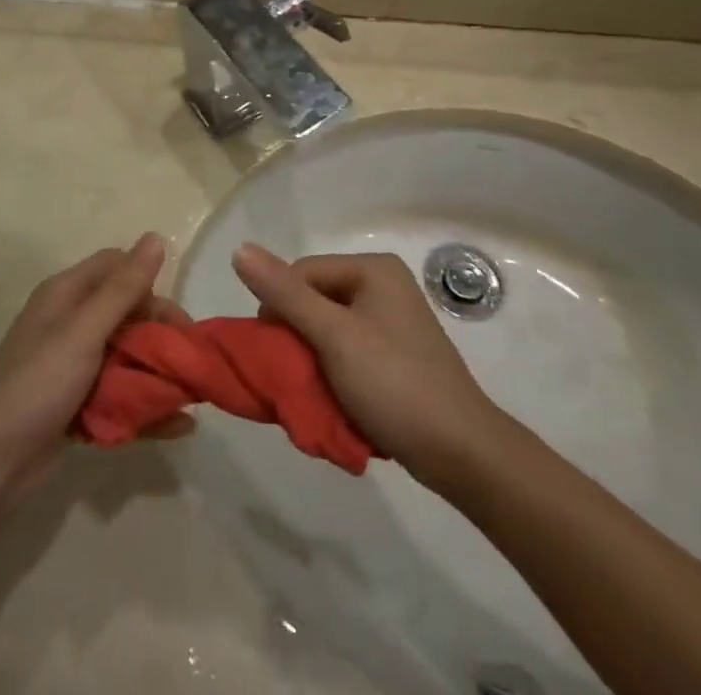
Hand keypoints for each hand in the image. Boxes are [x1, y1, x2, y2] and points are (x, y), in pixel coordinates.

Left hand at [0, 234, 192, 502]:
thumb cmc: (36, 385)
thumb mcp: (83, 331)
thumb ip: (123, 289)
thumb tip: (156, 237)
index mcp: (67, 295)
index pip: (117, 267)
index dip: (148, 284)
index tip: (174, 318)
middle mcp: (70, 323)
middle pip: (127, 313)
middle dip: (160, 334)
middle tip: (188, 362)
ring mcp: (73, 366)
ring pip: (126, 356)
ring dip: (158, 372)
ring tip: (193, 396)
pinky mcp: (76, 405)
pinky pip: (120, 396)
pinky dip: (146, 408)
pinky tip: (179, 427)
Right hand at [232, 244, 502, 480]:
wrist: (461, 452)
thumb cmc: (394, 383)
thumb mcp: (334, 336)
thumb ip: (286, 294)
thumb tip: (240, 249)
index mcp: (372, 269)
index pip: (302, 273)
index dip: (280, 309)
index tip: (274, 353)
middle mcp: (383, 286)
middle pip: (315, 301)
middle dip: (297, 339)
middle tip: (293, 378)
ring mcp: (392, 322)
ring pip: (328, 330)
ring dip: (313, 361)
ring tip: (314, 394)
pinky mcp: (395, 355)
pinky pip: (348, 352)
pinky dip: (333, 374)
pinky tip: (335, 400)